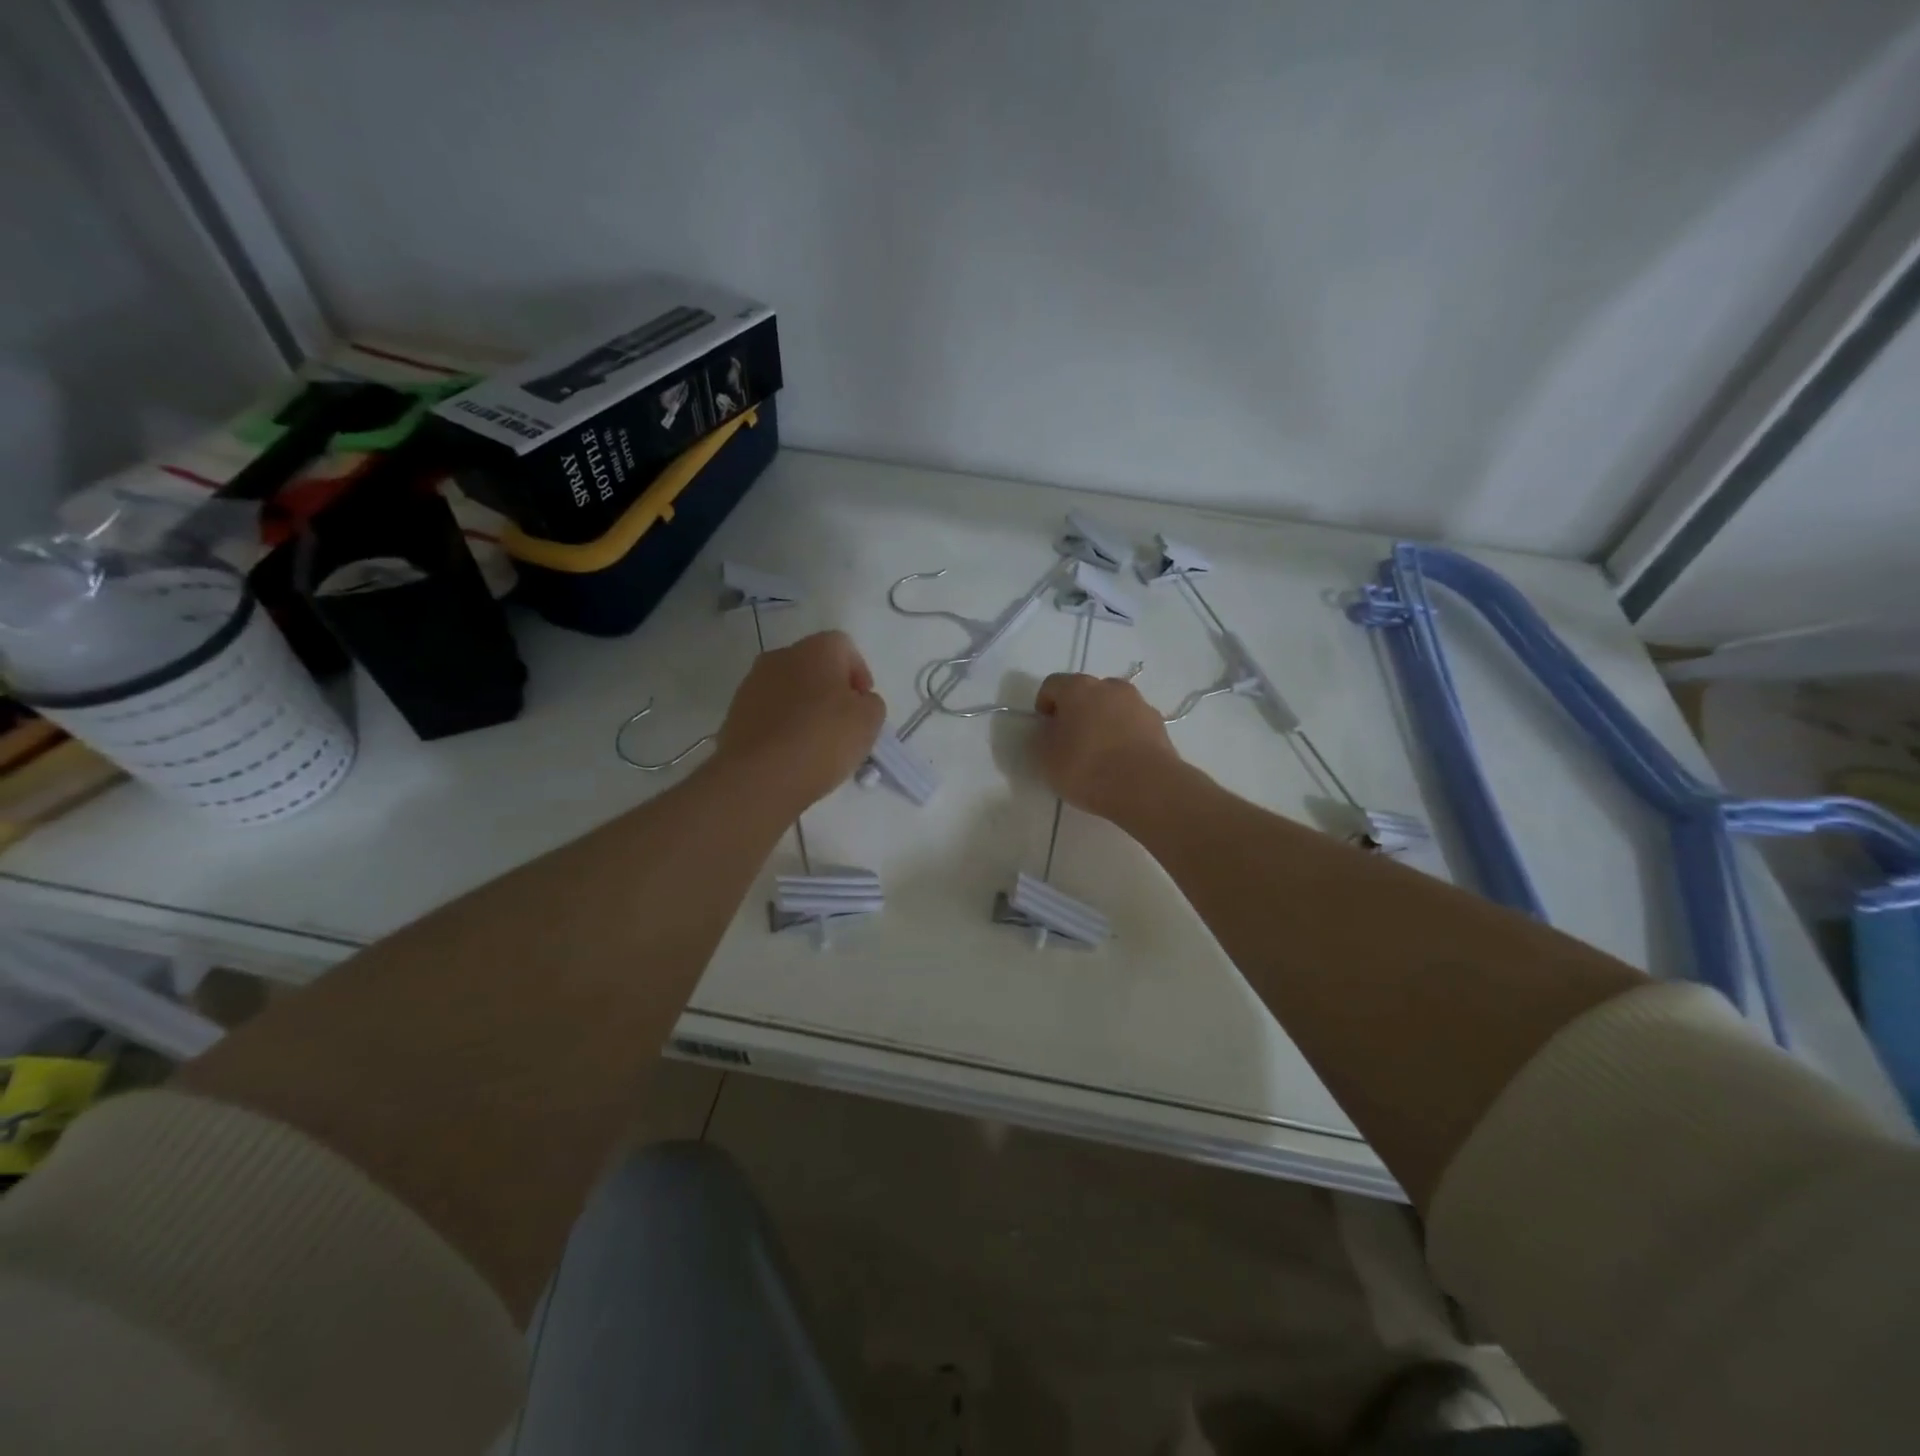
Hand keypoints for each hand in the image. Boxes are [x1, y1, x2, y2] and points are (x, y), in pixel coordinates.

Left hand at [711, 630, 885, 813]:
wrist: (759, 777)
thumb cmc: (822, 740)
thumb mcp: (869, 721)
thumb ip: (871, 703)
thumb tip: (857, 702)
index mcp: (816, 649)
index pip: (845, 647)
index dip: (859, 674)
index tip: (863, 705)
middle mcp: (780, 656)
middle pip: (814, 666)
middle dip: (831, 690)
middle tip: (843, 723)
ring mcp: (752, 683)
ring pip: (789, 688)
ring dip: (805, 707)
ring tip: (816, 742)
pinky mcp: (735, 712)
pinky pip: (769, 711)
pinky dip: (783, 724)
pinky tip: (791, 752)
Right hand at [1034, 672, 1183, 822]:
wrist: (1146, 787)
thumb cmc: (1087, 768)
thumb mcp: (1047, 758)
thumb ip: (1044, 738)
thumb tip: (1051, 729)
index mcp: (1078, 688)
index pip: (1053, 685)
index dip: (1044, 704)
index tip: (1044, 728)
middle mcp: (1110, 687)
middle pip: (1086, 691)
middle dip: (1076, 710)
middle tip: (1070, 739)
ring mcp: (1138, 703)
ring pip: (1112, 706)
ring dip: (1102, 720)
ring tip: (1098, 751)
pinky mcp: (1159, 724)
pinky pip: (1133, 723)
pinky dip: (1124, 734)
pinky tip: (1120, 759)